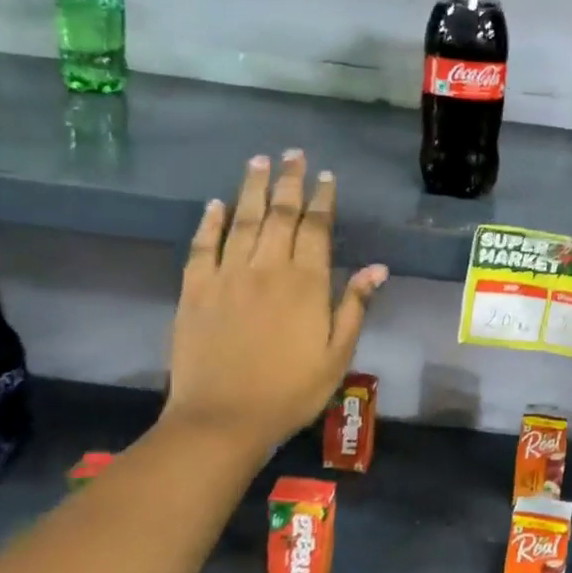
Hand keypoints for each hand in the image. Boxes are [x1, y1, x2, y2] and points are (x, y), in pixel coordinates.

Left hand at [160, 150, 386, 454]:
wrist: (223, 419)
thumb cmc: (290, 391)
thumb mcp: (337, 354)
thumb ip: (354, 306)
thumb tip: (377, 267)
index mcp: (305, 283)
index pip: (316, 229)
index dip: (322, 200)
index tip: (326, 176)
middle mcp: (266, 269)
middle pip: (279, 214)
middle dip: (288, 182)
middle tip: (293, 154)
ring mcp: (226, 276)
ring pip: (242, 221)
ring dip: (251, 189)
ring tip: (258, 161)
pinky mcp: (194, 290)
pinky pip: (201, 246)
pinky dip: (209, 222)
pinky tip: (215, 204)